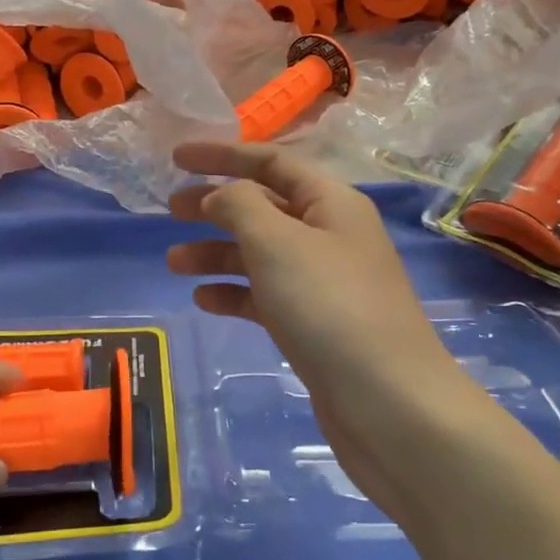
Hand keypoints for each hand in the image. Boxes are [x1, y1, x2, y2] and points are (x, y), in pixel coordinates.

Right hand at [166, 142, 486, 512]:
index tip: (177, 157)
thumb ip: (239, 205)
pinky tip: (204, 300)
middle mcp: (329, 235)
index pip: (271, 162)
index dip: (222, 155)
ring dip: (217, 252)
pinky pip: (266, 295)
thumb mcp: (276, 242)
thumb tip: (220, 195)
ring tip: (174, 262)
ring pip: (261, 253)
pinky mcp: (315, 324)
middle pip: (263, 206)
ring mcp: (324, 282)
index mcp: (330, 202)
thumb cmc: (329, 307)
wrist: (389, 404)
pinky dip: (235, 292)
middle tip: (170, 210)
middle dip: (215, 204)